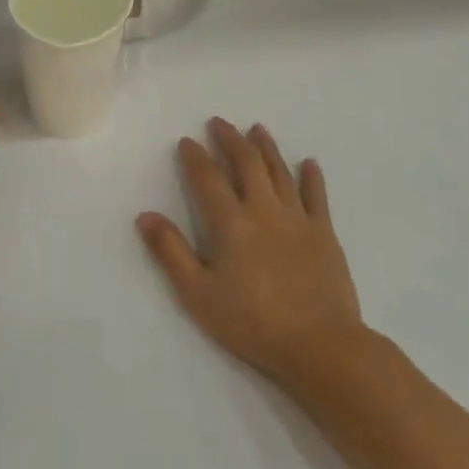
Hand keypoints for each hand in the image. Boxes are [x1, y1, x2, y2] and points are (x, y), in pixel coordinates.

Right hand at [138, 119, 364, 390]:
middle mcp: (264, 210)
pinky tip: (309, 163)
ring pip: (280, 172)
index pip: (208, 179)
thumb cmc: (252, 322)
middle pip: (247, 164)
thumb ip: (171, 252)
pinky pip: (317, 196)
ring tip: (257, 129)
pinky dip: (311, 177)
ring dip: (267, 148)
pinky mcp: (324, 234)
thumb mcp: (198, 293)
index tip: (187, 141)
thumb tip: (144, 216)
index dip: (196, 157)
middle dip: (231, 140)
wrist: (319, 344)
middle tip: (220, 123)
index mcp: (231, 224)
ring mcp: (298, 219)